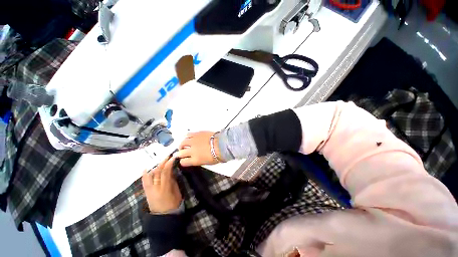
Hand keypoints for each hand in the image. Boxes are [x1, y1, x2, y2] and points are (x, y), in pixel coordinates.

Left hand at [142, 156, 181, 212]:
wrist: (163, 217)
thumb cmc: (173, 204)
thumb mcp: (176, 192)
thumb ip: (173, 181)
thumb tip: (171, 171)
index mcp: (164, 189)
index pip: (165, 173)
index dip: (168, 164)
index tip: (173, 157)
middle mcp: (155, 188)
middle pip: (157, 172)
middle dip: (162, 163)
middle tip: (167, 156)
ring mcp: (149, 191)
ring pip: (150, 176)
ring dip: (155, 167)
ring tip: (160, 161)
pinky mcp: (146, 193)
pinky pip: (144, 182)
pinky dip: (145, 175)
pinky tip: (145, 169)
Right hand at [174, 131, 221, 166]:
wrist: (222, 144)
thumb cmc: (217, 155)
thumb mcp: (207, 162)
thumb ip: (198, 160)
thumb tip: (194, 158)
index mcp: (195, 160)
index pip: (183, 162)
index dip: (183, 161)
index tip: (184, 160)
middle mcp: (191, 150)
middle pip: (180, 153)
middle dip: (179, 154)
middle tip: (180, 153)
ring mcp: (193, 141)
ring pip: (182, 143)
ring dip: (182, 145)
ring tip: (184, 145)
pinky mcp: (197, 134)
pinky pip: (188, 134)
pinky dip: (187, 137)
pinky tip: (188, 138)